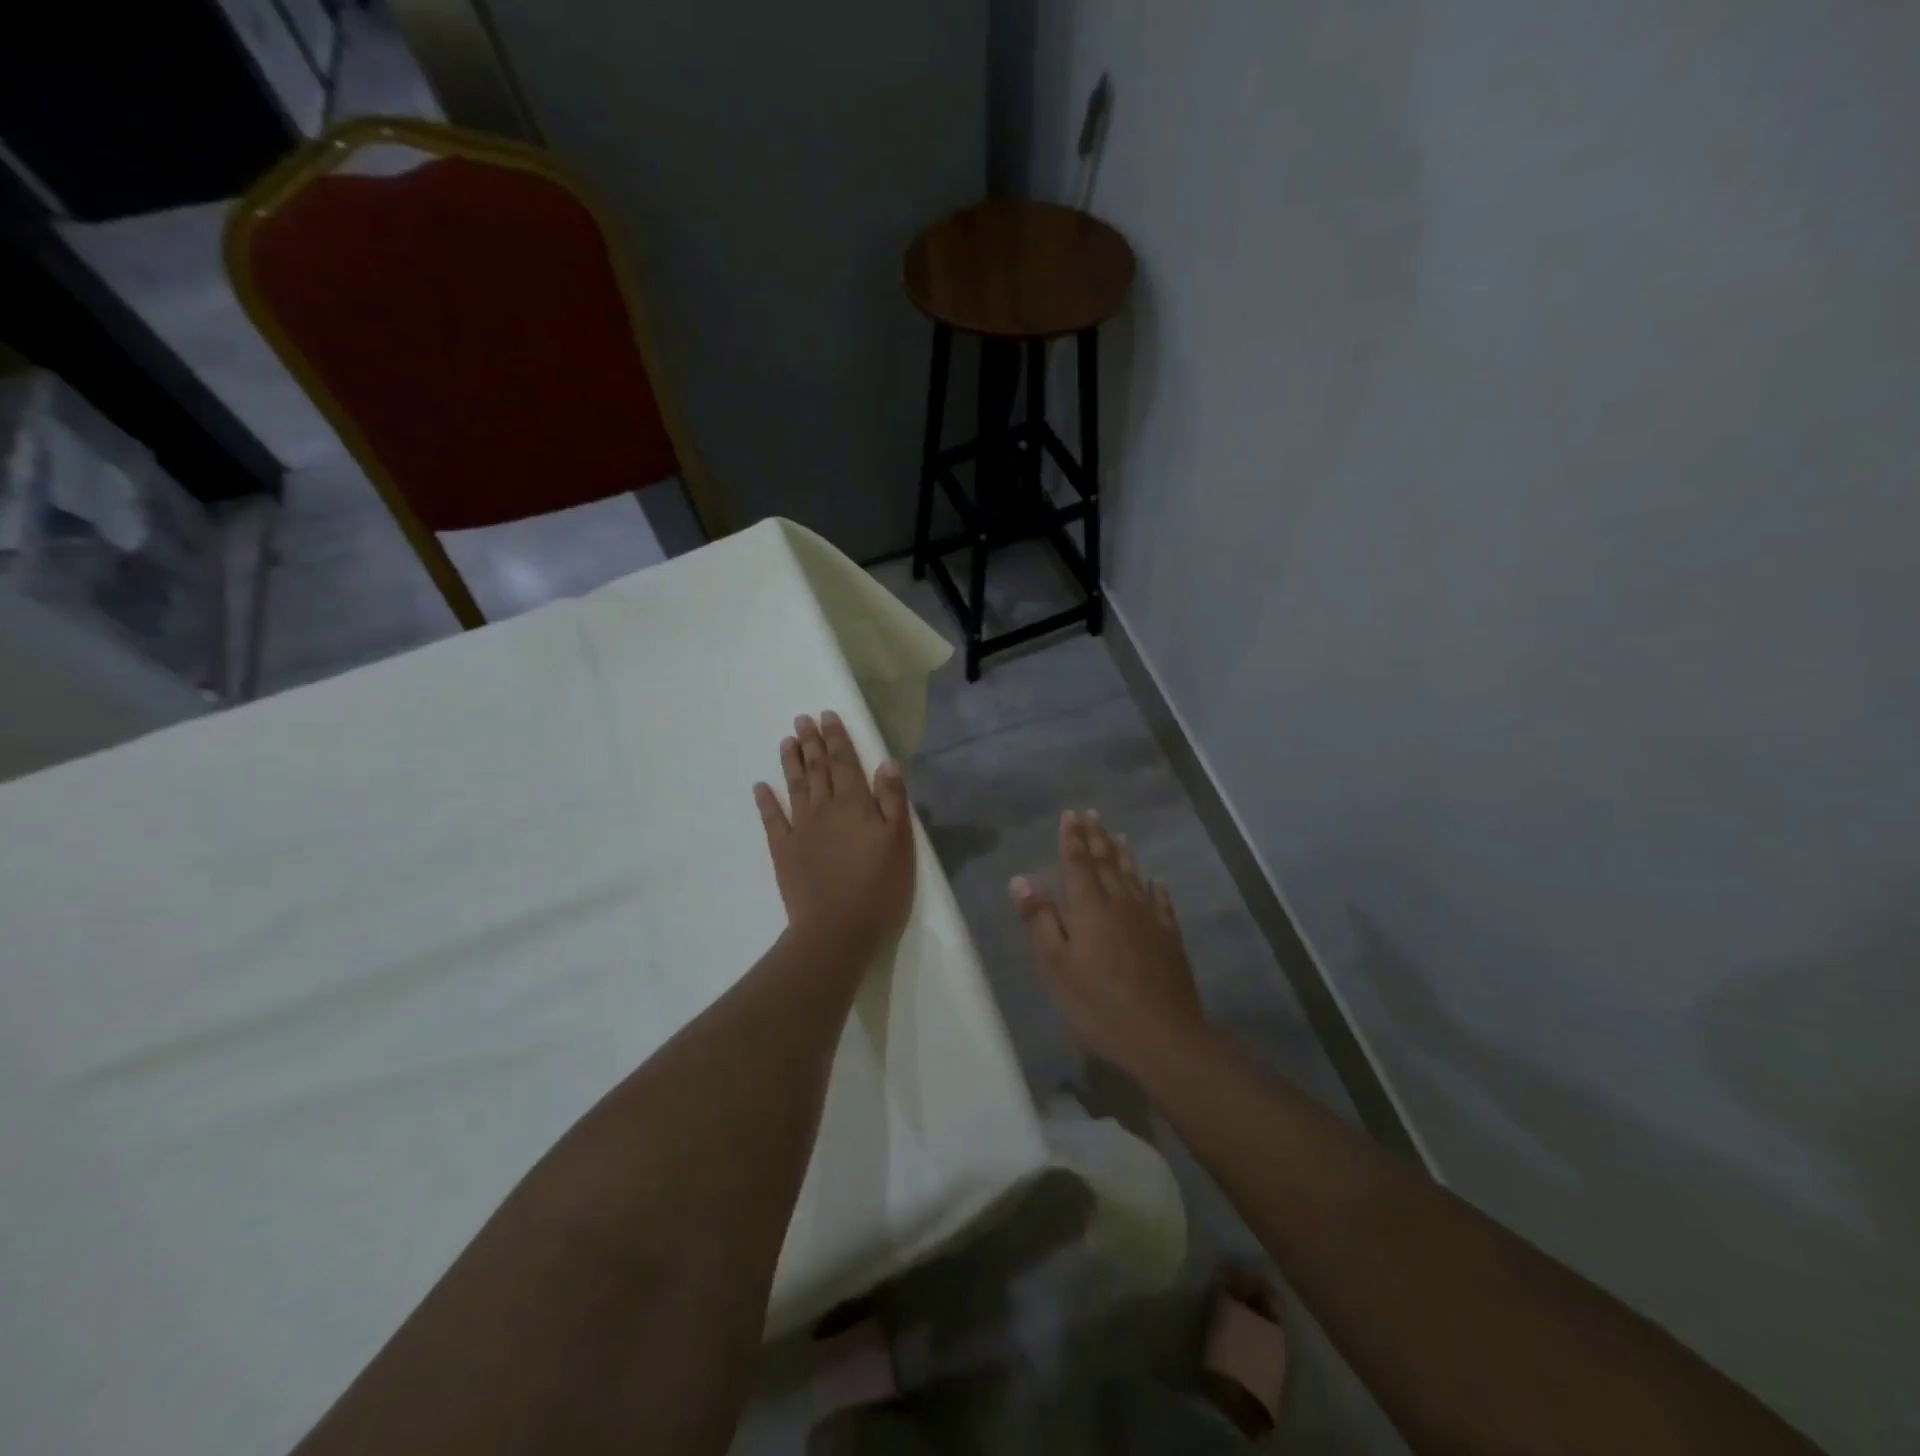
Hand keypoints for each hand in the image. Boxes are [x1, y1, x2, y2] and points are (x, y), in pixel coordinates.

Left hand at [754, 712, 913, 962]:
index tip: (827, 716)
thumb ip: (893, 800)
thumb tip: (886, 763)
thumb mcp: (899, 842)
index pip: (845, 762)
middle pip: (817, 769)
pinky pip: (773, 820)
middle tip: (802, 719)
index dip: (836, 738)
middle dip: (812, 743)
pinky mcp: (784, 852)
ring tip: (786, 741)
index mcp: (855, 804)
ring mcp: (801, 830)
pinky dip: (766, 802)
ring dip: (791, 763)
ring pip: (796, 787)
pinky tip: (760, 786)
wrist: (837, 930)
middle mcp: (824, 809)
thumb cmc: (878, 887)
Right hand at [1010, 809, 1208, 1073]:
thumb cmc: (1098, 1004)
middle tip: (1091, 814)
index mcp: (1089, 908)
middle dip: (1096, 837)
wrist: (1163, 1037)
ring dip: (1122, 854)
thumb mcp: (1056, 967)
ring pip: (1133, 877)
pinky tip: (1156, 880)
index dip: (1072, 839)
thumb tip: (1021, 879)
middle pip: (1106, 863)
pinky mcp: (1170, 939)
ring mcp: (1149, 919)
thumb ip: (1040, 920)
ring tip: (1117, 834)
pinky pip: (1161, 903)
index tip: (1070, 815)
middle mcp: (1120, 903)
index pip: (1077, 863)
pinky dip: (1156, 887)